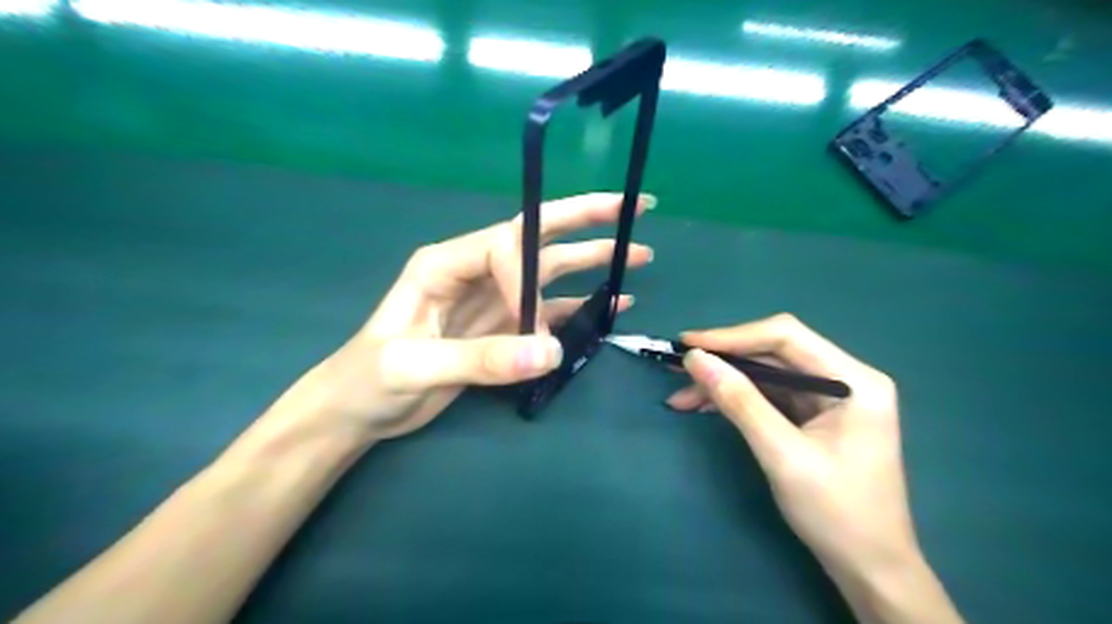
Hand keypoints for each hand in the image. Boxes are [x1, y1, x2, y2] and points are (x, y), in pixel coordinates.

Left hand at [282, 192, 654, 439]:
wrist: (357, 410)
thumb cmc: (368, 379)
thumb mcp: (414, 366)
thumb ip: (480, 359)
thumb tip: (551, 353)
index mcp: (446, 263)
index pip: (504, 246)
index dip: (529, 275)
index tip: (536, 326)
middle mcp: (475, 271)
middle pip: (538, 236)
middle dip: (586, 218)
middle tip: (634, 207)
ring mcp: (493, 300)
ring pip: (550, 271)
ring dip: (593, 261)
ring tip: (638, 255)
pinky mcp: (502, 329)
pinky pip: (549, 312)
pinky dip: (582, 308)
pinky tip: (612, 305)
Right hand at [664, 318, 916, 584]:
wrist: (869, 568)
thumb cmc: (836, 513)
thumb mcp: (782, 454)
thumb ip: (739, 402)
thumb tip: (695, 359)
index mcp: (853, 379)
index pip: (786, 336)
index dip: (733, 336)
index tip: (687, 344)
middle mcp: (844, 378)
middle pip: (773, 353)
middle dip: (723, 361)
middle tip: (677, 368)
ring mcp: (829, 397)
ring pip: (766, 374)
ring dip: (724, 383)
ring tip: (681, 397)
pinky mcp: (814, 416)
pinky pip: (768, 395)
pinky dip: (735, 400)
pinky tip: (704, 406)